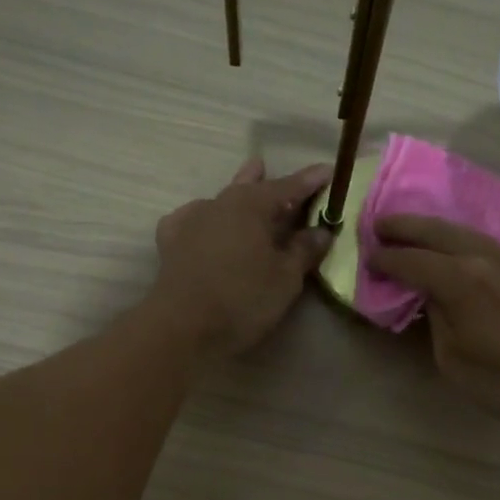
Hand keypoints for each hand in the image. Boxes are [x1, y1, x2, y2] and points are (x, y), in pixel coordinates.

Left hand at [150, 157, 334, 355]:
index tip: (328, 171)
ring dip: (237, 196)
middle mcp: (219, 203)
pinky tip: (204, 224)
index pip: (288, 187)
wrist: (183, 328)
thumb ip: (304, 250)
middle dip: (267, 181)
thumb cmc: (243, 300)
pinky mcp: (170, 242)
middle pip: (250, 187)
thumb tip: (321, 231)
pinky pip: (192, 220)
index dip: (310, 181)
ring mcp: (191, 220)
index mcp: (251, 205)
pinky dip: (205, 218)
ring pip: (221, 201)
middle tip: (280, 176)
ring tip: (245, 188)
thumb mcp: (285, 278)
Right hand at [368, 215, 499, 431]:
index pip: (411, 261)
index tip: (368, 257)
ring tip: (414, 231)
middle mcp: (483, 257)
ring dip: (435, 229)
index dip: (386, 259)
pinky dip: (462, 241)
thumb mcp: (451, 358)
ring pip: (465, 232)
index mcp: (459, 280)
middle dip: (405, 227)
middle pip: (436, 232)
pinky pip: (487, 244)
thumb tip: (432, 297)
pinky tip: (456, 249)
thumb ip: (436, 317)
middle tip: (380, 225)